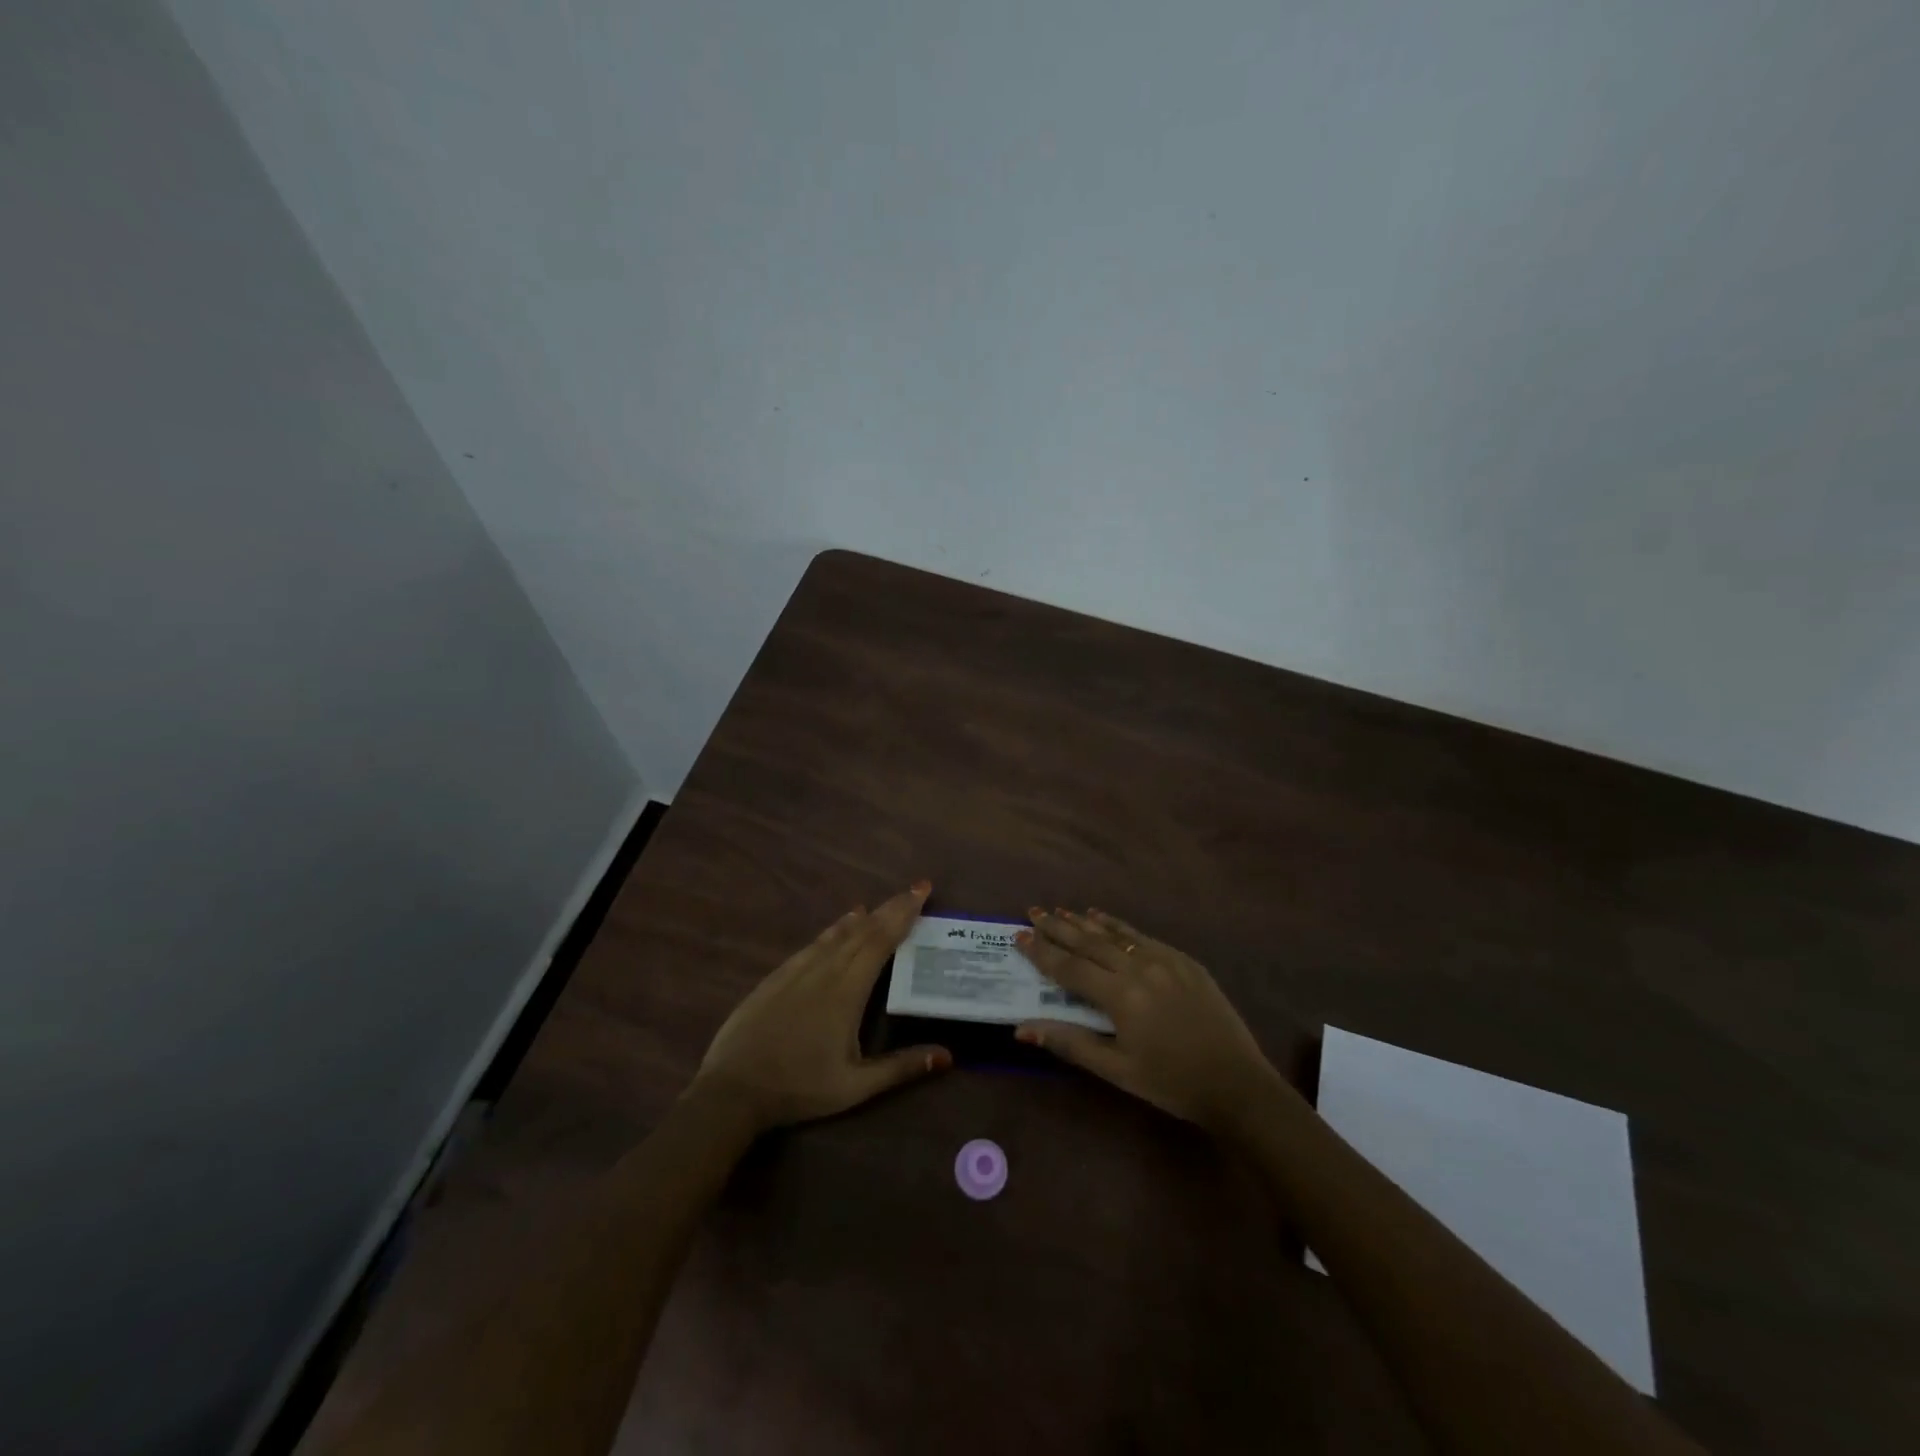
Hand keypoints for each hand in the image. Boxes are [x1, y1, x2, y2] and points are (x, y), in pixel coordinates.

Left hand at [692, 883, 952, 1133]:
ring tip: (880, 906)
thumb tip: (947, 1055)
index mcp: (847, 991)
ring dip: (863, 917)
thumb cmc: (799, 1088)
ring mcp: (797, 971)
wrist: (732, 1090)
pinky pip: (812, 944)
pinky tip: (837, 927)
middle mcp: (824, 971)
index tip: (922, 891)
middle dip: (891, 908)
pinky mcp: (776, 977)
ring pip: (836, 934)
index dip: (903, 914)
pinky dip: (832, 930)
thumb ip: (901, 1067)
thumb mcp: (855, 1087)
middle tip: (914, 889)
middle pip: (863, 930)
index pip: (881, 941)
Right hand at [1014, 908, 1292, 1134]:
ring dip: (1084, 922)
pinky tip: (1103, 918)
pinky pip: (1142, 936)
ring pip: (1115, 934)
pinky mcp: (1184, 960)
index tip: (1018, 935)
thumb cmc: (1171, 1083)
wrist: (1237, 1084)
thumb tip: (1022, 1029)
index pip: (1069, 968)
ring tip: (1060, 910)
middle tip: (1033, 912)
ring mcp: (1165, 959)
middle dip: (1058, 927)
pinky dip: (1118, 926)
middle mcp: (1140, 968)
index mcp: (1121, 996)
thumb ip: (1070, 1043)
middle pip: (1089, 942)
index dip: (1041, 952)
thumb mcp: (1117, 1070)